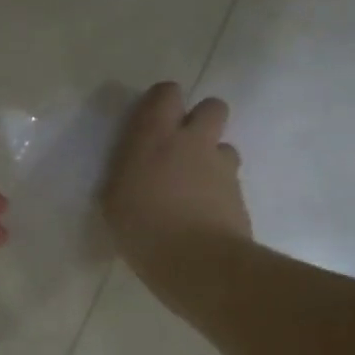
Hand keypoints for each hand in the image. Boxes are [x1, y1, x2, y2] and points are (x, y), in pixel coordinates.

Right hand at [102, 82, 252, 306]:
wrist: (197, 262)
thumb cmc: (142, 228)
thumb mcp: (114, 199)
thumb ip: (128, 172)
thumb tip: (137, 167)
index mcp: (155, 136)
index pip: (167, 93)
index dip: (163, 103)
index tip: (151, 123)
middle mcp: (193, 141)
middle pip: (212, 107)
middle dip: (200, 121)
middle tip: (181, 149)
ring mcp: (222, 167)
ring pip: (225, 146)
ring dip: (212, 159)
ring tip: (194, 188)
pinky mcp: (240, 194)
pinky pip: (230, 182)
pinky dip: (219, 192)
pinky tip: (204, 216)